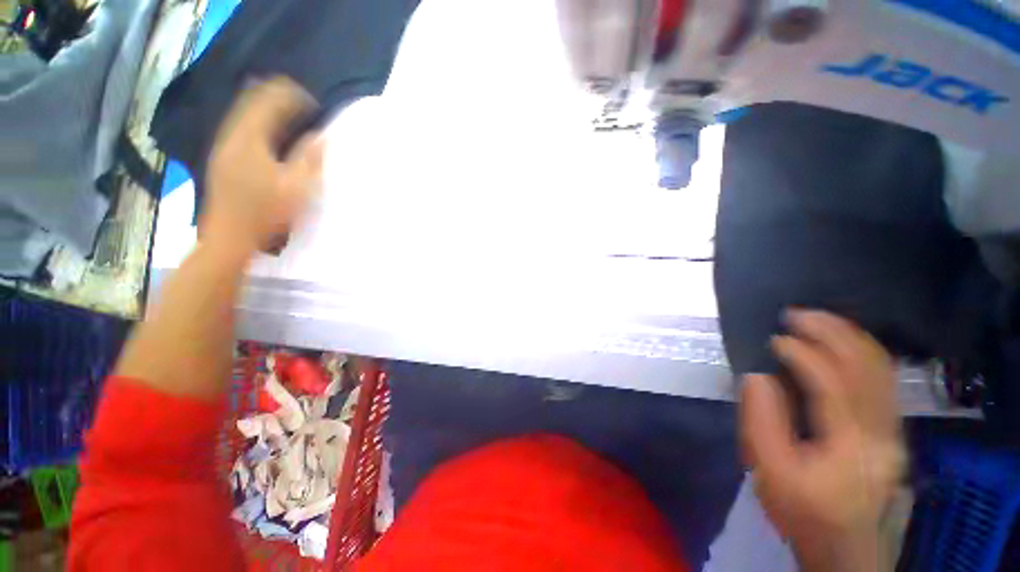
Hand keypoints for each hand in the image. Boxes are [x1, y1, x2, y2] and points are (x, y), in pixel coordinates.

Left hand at [202, 77, 323, 253]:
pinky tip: (269, 129)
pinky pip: (240, 125)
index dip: (293, 97)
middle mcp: (232, 134)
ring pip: (244, 111)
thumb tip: (320, 136)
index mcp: (250, 139)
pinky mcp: (222, 156)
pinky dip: (257, 119)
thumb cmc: (266, 213)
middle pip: (252, 99)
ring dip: (267, 106)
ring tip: (289, 110)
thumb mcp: (295, 188)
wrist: (229, 237)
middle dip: (278, 95)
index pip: (270, 101)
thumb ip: (308, 159)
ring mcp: (223, 145)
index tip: (315, 103)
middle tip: (303, 101)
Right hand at [740, 310, 905, 569]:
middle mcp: (881, 429)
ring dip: (848, 335)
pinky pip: (884, 377)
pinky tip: (839, 342)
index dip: (802, 354)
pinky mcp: (892, 428)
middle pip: (866, 366)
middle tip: (796, 313)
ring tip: (817, 319)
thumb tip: (757, 376)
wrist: (846, 545)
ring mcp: (893, 428)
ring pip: (881, 367)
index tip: (773, 339)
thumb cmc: (803, 510)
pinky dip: (862, 351)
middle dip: (831, 331)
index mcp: (849, 443)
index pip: (831, 382)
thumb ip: (761, 420)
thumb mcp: (770, 470)